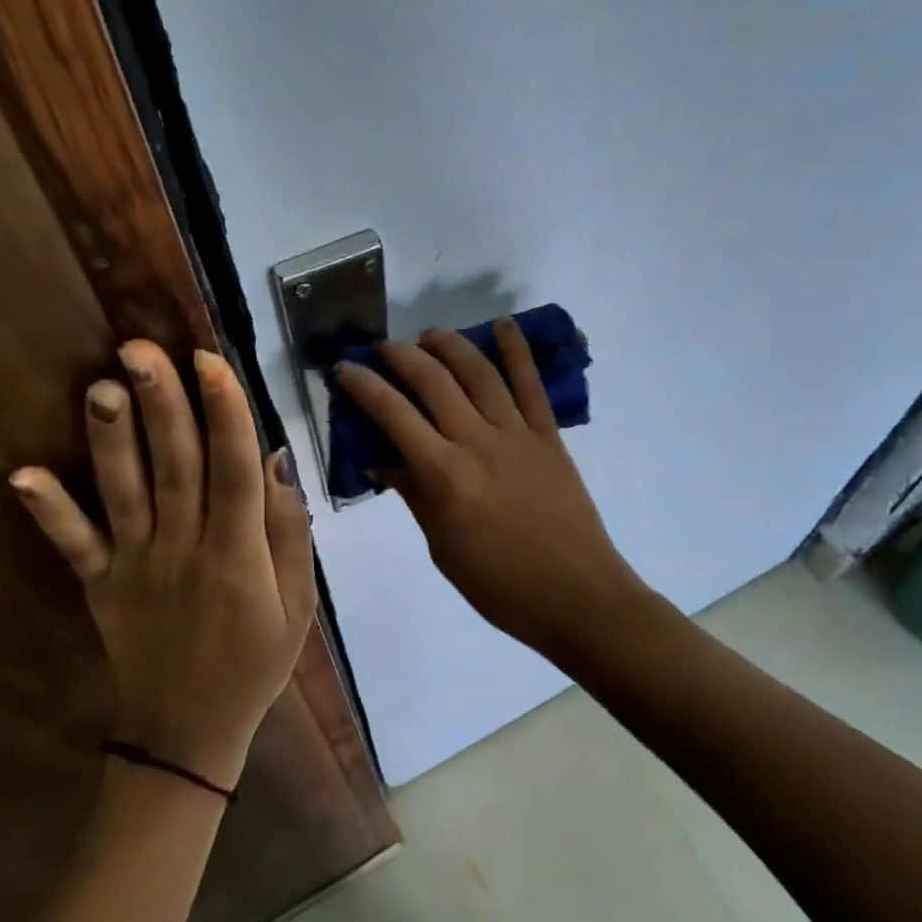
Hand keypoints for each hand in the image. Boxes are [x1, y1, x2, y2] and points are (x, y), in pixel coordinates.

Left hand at [10, 341, 314, 791]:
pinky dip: (49, 511)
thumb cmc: (256, 664)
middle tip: (141, 348)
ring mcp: (136, 568)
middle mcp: (184, 550)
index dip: (225, 413)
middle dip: (162, 404)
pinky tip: (22, 474)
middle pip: (175, 466)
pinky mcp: (100, 587)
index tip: (210, 361)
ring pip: (125, 493)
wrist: (189, 733)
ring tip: (100, 386)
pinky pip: (74, 546)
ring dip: (111, 439)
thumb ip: (289, 535)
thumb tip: (277, 463)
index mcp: (238, 554)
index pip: (234, 470)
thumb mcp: (299, 605)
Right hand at [334, 320, 645, 658]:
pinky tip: (502, 325)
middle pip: (432, 382)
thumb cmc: (499, 585)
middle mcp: (477, 442)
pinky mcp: (549, 435)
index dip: (364, 386)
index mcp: (444, 475)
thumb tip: (382, 459)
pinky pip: (531, 385)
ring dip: (449, 345)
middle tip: (382, 348)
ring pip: (478, 373)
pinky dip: (517, 351)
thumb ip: (414, 494)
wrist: (576, 596)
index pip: (393, 416)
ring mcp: (517, 434)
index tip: (345, 369)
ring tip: (429, 334)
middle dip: (400, 356)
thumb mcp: (441, 546)